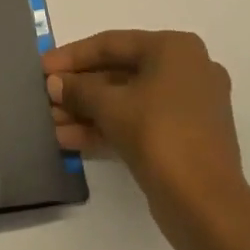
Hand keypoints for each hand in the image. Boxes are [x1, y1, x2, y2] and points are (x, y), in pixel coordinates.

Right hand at [43, 29, 249, 235]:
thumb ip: (79, 89)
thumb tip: (54, 82)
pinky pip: (139, 122)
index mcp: (175, 49)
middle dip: (80, 88)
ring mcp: (189, 106)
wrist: (206, 206)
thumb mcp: (111, 106)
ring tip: (51, 123)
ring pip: (127, 100)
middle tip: (46, 97)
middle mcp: (187, 70)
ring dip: (88, 111)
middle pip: (120, 72)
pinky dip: (107, 128)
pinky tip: (69, 139)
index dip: (73, 56)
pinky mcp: (185, 138)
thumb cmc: (160, 136)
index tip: (43, 67)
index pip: (113, 43)